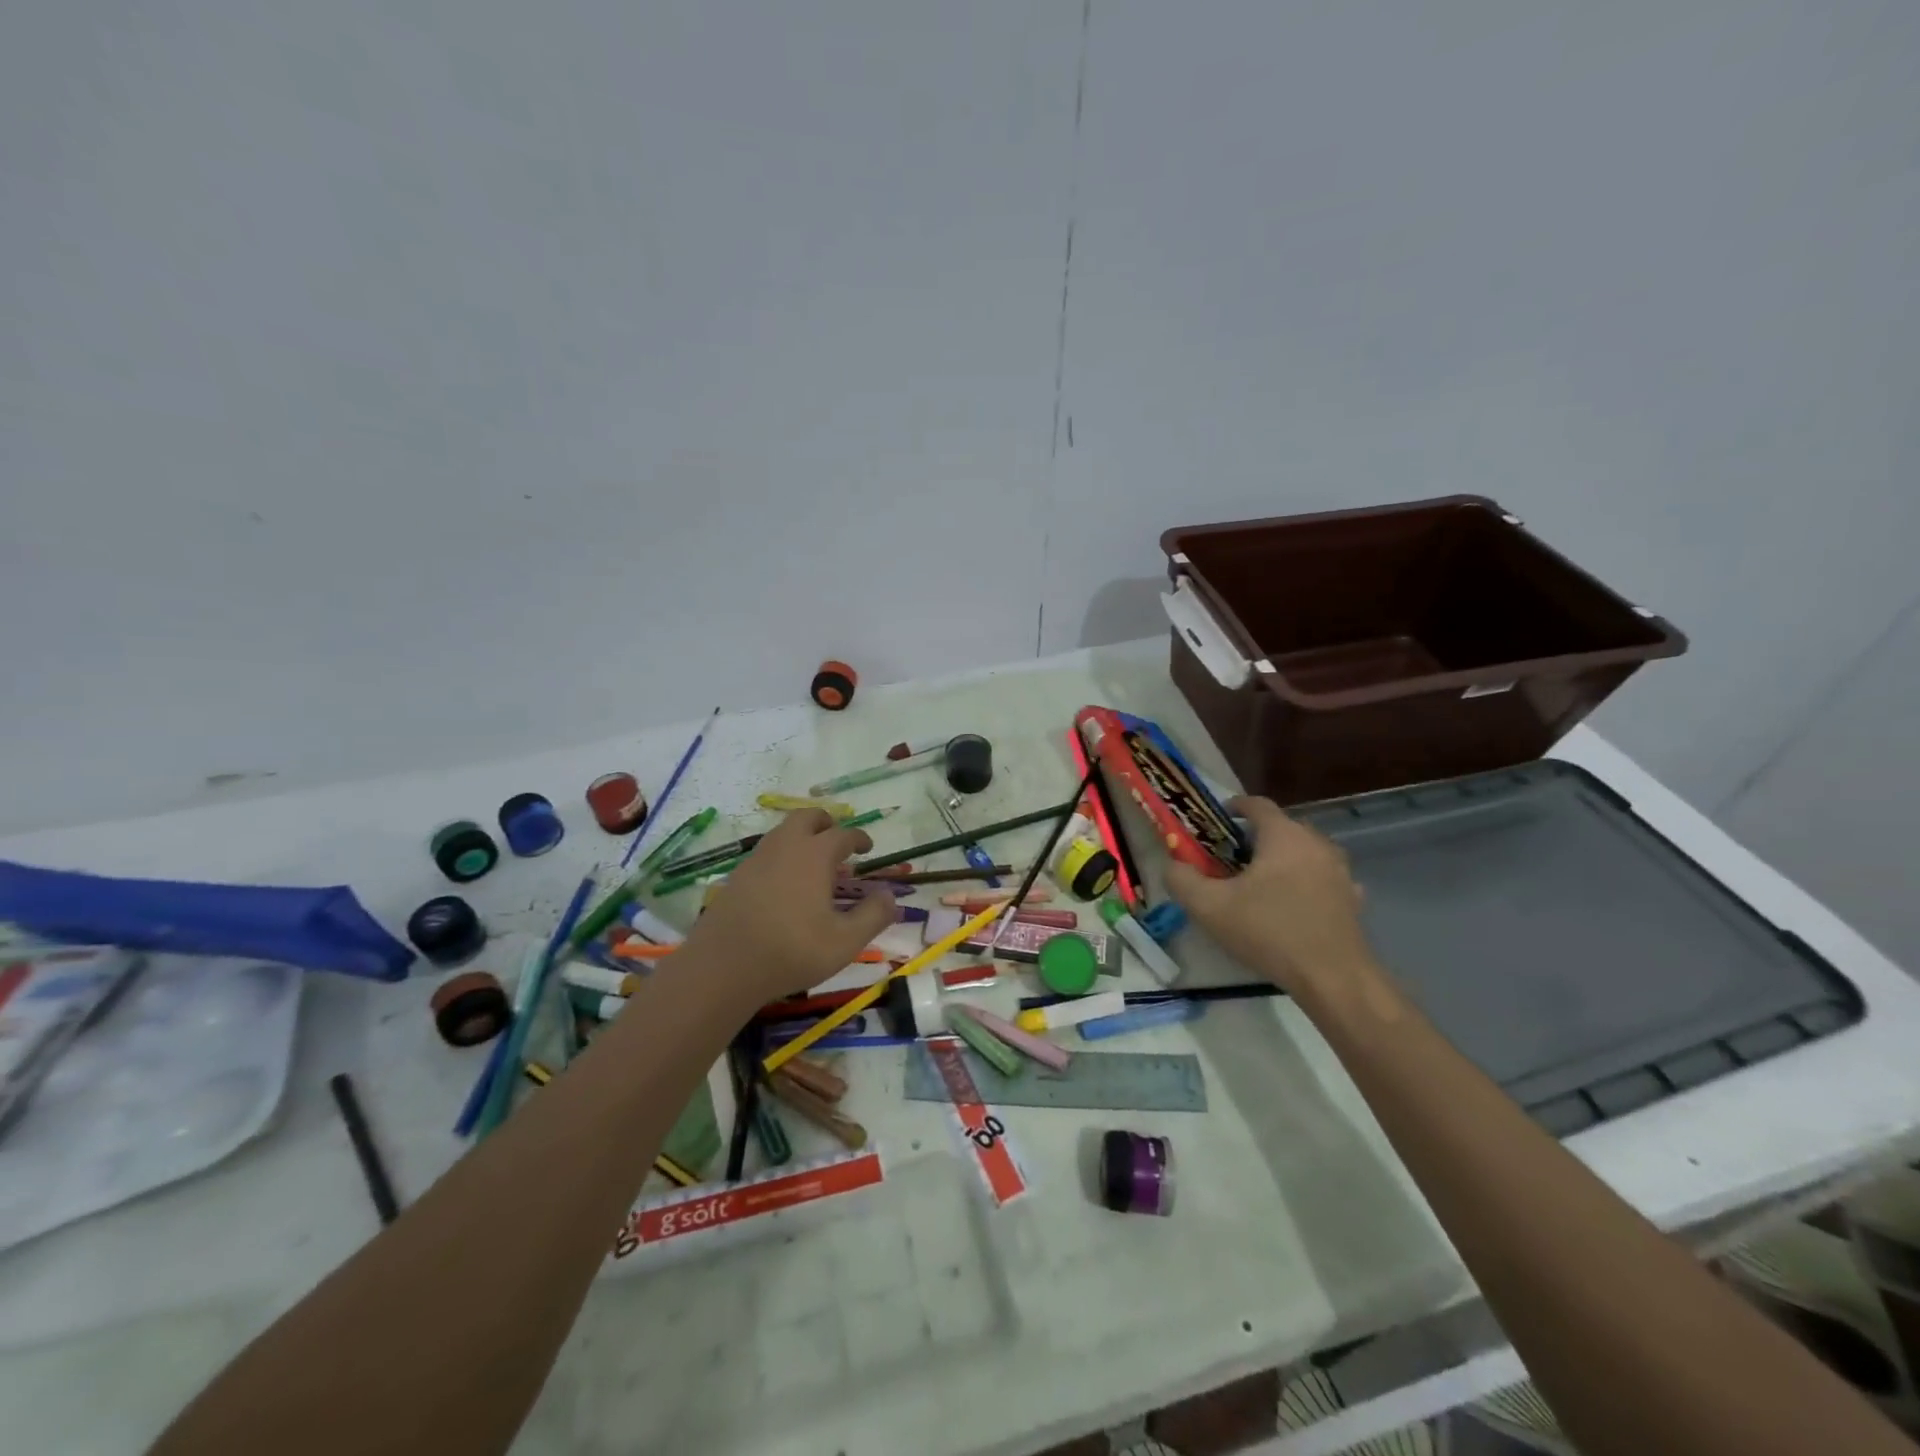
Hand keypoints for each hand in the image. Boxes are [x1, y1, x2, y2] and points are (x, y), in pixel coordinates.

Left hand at [676, 810, 898, 1006]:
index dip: (859, 838)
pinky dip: (782, 855)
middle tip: (838, 842)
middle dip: (826, 823)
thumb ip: (873, 916)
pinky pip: (766, 852)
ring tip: (814, 863)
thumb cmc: (792, 951)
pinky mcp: (737, 876)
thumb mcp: (845, 941)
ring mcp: (756, 859)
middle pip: (807, 817)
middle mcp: (785, 847)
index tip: (867, 848)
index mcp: (814, 855)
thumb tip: (889, 896)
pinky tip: (786, 883)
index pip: (843, 834)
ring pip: (783, 832)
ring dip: (802, 837)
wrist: (723, 967)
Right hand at [1165, 797, 1376, 1000]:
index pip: (1257, 804)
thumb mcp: (1210, 907)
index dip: (1234, 806)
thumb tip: (1171, 865)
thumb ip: (1182, 879)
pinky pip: (1323, 878)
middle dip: (1256, 837)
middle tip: (1231, 859)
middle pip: (1282, 827)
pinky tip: (1293, 904)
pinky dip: (1306, 882)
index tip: (1217, 820)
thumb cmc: (1269, 932)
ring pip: (1305, 852)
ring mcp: (1340, 871)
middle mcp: (1316, 843)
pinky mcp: (1352, 898)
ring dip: (1282, 859)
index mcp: (1283, 836)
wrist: (1333, 978)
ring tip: (1261, 883)